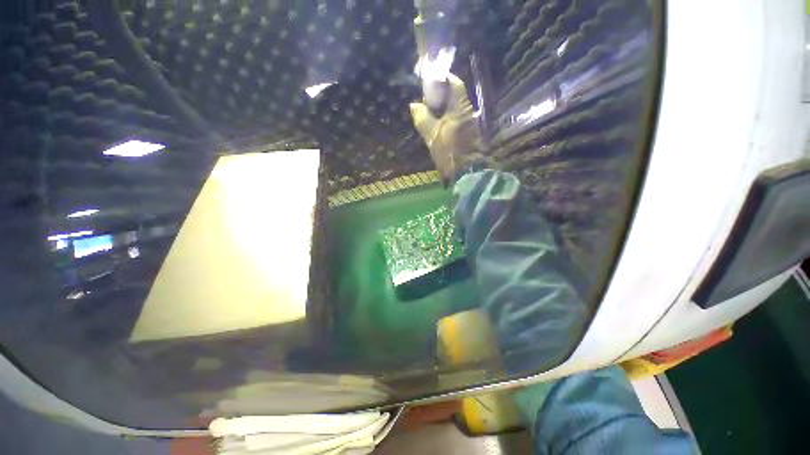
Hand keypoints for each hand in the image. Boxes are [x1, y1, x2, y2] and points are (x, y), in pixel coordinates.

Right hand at [409, 74, 480, 180]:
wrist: (466, 171)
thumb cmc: (448, 152)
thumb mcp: (431, 135)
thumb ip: (422, 118)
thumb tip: (414, 105)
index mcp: (460, 108)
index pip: (455, 84)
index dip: (443, 79)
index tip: (431, 80)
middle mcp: (468, 111)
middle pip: (455, 95)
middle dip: (441, 94)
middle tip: (427, 97)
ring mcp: (470, 121)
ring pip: (456, 107)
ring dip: (443, 106)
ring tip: (430, 110)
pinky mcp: (469, 131)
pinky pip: (457, 117)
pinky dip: (447, 116)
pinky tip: (438, 123)